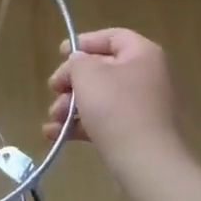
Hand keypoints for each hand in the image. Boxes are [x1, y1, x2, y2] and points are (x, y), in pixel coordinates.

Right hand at [46, 28, 182, 174]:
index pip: (112, 37)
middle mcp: (146, 76)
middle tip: (54, 88)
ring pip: (99, 97)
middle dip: (71, 80)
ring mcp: (142, 107)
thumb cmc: (115, 108)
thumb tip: (79, 63)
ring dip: (70, 105)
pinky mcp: (135, 133)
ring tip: (54, 117)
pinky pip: (104, 121)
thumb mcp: (87, 74)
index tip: (61, 54)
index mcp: (142, 55)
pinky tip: (55, 134)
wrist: (144, 163)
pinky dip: (80, 124)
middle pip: (102, 68)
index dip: (84, 42)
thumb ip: (77, 61)